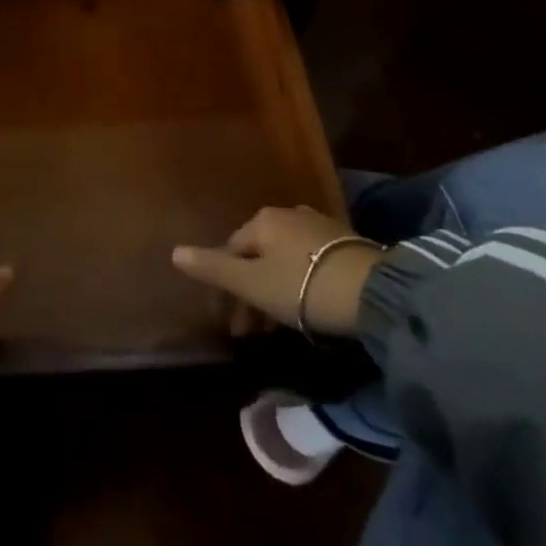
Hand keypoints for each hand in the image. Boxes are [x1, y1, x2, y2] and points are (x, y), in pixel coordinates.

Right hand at [172, 206, 385, 337]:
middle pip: (258, 254)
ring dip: (276, 288)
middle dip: (251, 291)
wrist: (372, 291)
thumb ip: (213, 268)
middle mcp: (286, 214)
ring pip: (284, 258)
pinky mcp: (345, 241)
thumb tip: (174, 251)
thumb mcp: (252, 283)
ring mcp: (318, 225)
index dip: (226, 288)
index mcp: (261, 220)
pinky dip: (300, 282)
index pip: (231, 251)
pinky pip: (308, 261)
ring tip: (282, 325)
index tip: (233, 326)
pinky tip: (309, 305)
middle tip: (254, 332)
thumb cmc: (302, 286)